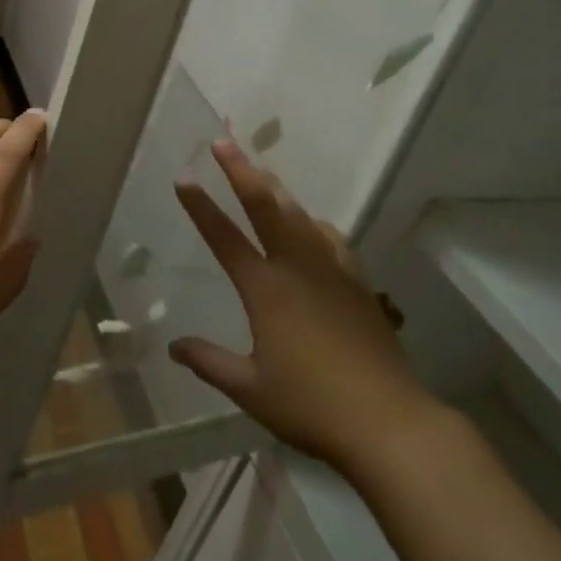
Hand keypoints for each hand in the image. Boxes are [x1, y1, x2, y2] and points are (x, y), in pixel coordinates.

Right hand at [169, 139, 426, 472]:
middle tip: (224, 142)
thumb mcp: (250, 389)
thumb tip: (174, 346)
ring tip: (261, 169)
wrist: (387, 419)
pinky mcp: (358, 282)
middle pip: (266, 207)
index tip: (184, 177)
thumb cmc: (311, 405)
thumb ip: (209, 362)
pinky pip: (331, 238)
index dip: (201, 206)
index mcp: (266, 290)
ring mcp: (332, 271)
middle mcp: (297, 268)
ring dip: (277, 189)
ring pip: (300, 215)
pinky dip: (313, 223)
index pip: (224, 238)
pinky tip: (312, 224)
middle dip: (241, 171)